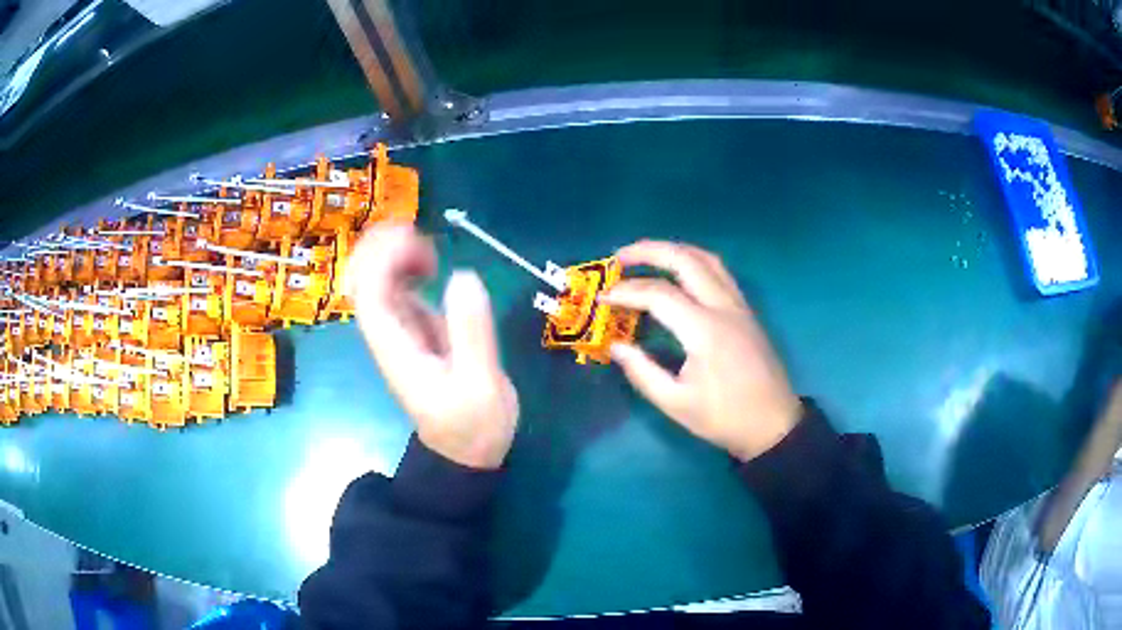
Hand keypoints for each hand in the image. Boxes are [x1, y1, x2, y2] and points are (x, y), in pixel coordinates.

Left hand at [347, 224, 518, 469]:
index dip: (383, 259)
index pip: (370, 295)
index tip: (418, 241)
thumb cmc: (473, 426)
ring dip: (392, 254)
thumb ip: (472, 333)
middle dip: (380, 248)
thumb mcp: (480, 384)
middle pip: (363, 281)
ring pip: (377, 281)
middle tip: (419, 234)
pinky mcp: (414, 331)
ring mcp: (400, 331)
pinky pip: (397, 289)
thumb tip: (464, 276)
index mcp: (396, 349)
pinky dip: (406, 267)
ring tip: (428, 246)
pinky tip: (430, 264)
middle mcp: (390, 335)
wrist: (466, 454)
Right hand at [602, 241, 801, 461]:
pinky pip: (720, 272)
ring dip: (674, 250)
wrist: (774, 424)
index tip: (601, 297)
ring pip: (707, 259)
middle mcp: (723, 307)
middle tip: (619, 258)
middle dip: (648, 251)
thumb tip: (615, 346)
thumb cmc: (725, 418)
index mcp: (705, 330)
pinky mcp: (746, 311)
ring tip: (646, 256)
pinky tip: (679, 273)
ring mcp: (739, 306)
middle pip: (685, 260)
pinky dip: (694, 262)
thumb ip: (642, 372)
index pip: (659, 295)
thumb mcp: (676, 404)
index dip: (626, 292)